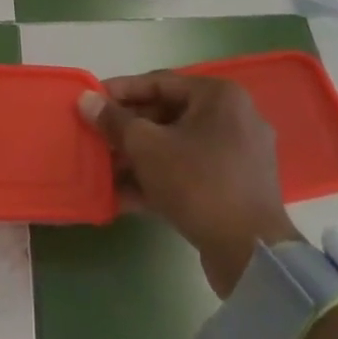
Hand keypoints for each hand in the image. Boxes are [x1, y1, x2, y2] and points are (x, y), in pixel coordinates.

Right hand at [80, 71, 299, 296]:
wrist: (251, 256)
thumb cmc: (197, 183)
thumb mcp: (146, 146)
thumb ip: (114, 120)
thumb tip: (86, 100)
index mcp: (219, 96)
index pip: (160, 82)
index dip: (121, 92)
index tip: (92, 101)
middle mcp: (234, 118)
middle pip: (168, 115)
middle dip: (128, 130)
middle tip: (97, 138)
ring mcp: (238, 156)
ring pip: (177, 147)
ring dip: (140, 158)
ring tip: (105, 170)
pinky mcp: (236, 190)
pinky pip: (191, 173)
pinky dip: (160, 180)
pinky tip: (124, 197)